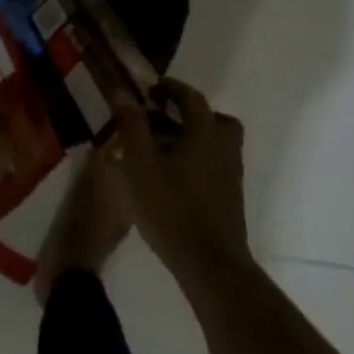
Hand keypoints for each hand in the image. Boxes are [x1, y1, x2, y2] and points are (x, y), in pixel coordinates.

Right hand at [110, 81, 251, 288]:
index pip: (191, 98)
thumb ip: (132, 126)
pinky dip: (197, 159)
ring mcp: (231, 173)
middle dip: (187, 114)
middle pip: (212, 119)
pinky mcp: (231, 197)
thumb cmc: (172, 209)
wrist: (210, 265)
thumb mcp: (141, 165)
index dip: (171, 89)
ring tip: (162, 149)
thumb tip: (122, 92)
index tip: (152, 89)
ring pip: (214, 142)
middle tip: (162, 119)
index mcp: (205, 132)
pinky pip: (214, 164)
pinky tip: (172, 178)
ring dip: (192, 138)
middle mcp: (224, 146)